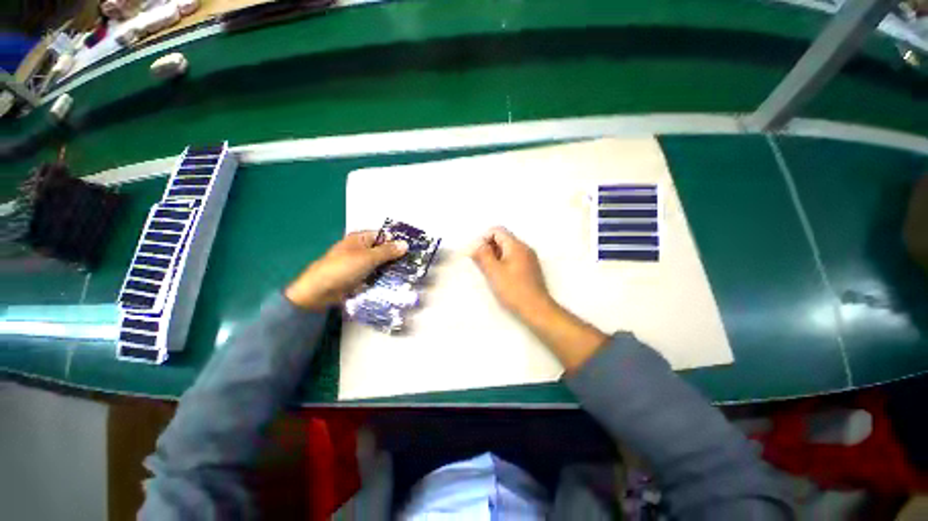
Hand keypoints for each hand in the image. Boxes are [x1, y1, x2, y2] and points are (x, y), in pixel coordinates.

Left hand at [285, 231, 408, 310]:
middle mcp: (360, 249)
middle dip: (396, 256)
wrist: (319, 292)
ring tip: (409, 273)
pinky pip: (375, 274)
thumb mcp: (368, 257)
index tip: (412, 250)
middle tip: (413, 263)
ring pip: (380, 263)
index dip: (397, 241)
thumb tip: (406, 244)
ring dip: (391, 268)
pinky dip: (383, 277)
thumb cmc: (343, 268)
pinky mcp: (359, 277)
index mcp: (360, 239)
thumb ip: (388, 251)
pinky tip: (395, 281)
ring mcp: (359, 264)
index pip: (384, 236)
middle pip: (383, 250)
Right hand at [470, 226, 552, 316]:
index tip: (477, 253)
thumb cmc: (513, 289)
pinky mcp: (531, 268)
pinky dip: (504, 262)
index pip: (497, 230)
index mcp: (516, 245)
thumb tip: (475, 244)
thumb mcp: (494, 272)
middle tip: (482, 263)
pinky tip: (500, 276)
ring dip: (495, 255)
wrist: (536, 308)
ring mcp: (529, 258)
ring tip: (490, 271)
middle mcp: (524, 247)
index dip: (484, 238)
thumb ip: (483, 255)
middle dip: (489, 247)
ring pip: (508, 249)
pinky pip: (514, 258)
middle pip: (503, 238)